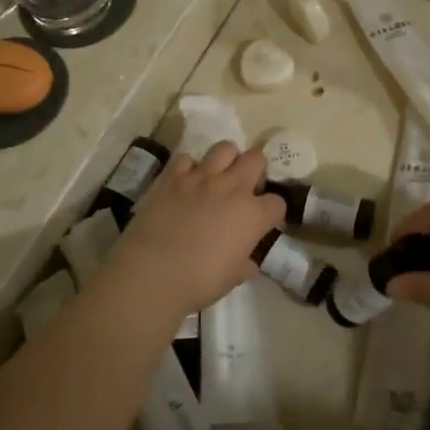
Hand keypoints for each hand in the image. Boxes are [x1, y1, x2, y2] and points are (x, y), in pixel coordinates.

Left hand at [98, 143, 285, 325]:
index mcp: (252, 214)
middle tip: (244, 189)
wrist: (152, 273)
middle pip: (256, 159)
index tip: (263, 223)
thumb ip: (245, 264)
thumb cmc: (199, 281)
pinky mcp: (172, 176)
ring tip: (218, 178)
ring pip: (225, 148)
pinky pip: (186, 159)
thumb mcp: (232, 279)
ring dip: (226, 161)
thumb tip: (250, 262)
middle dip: (255, 171)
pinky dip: (188, 169)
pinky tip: (185, 184)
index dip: (271, 213)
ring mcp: (201, 177)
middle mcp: (232, 187)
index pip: (277, 202)